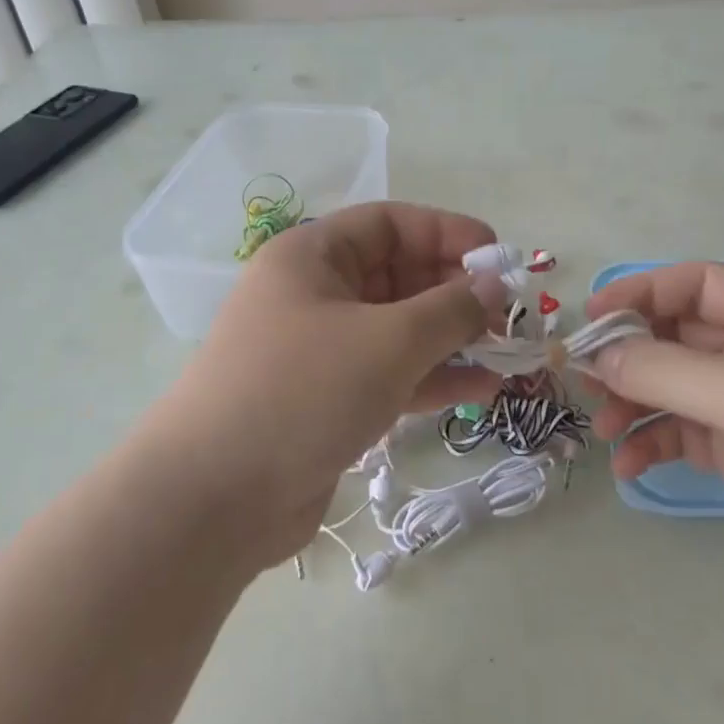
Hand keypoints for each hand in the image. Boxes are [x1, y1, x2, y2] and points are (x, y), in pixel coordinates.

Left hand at [139, 203, 505, 571]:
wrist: (214, 499)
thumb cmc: (302, 392)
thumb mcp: (388, 341)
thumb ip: (451, 309)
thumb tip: (495, 284)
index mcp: (312, 256)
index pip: (391, 224)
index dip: (448, 233)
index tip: (500, 258)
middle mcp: (314, 294)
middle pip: (398, 276)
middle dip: (456, 292)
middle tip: (508, 316)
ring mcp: (320, 350)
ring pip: (399, 329)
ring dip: (452, 339)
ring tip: (507, 353)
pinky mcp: (329, 400)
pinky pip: (391, 374)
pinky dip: (433, 378)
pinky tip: (483, 389)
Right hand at [586, 263, 723, 621]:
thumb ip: (666, 369)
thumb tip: (597, 355)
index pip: (694, 283)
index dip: (639, 293)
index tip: (589, 320)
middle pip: (675, 335)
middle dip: (628, 356)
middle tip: (582, 379)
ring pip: (670, 385)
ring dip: (631, 402)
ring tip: (603, 429)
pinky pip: (680, 432)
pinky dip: (650, 443)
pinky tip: (630, 467)